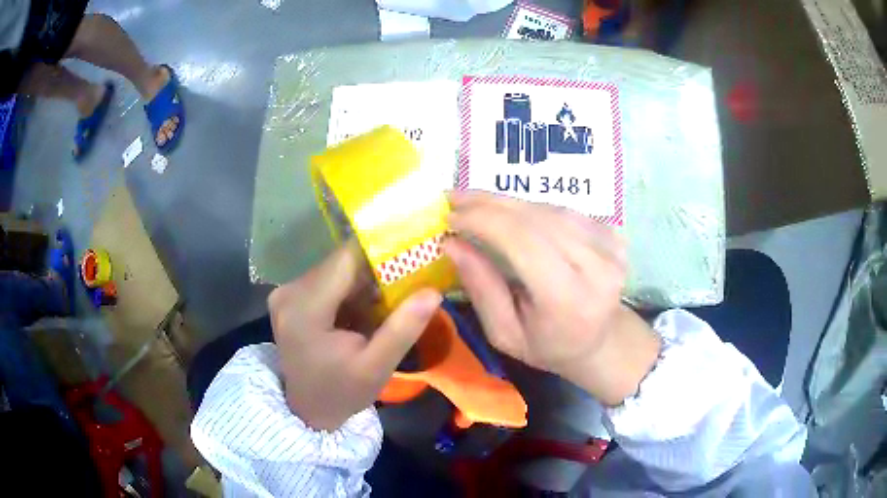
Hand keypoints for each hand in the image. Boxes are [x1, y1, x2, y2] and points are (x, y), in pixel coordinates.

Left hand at [268, 242, 441, 430]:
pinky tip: (365, 312)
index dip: (381, 252)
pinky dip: (351, 292)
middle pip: (341, 262)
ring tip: (389, 304)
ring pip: (337, 270)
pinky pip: (328, 281)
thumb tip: (433, 291)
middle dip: (376, 272)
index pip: (347, 258)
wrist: (307, 410)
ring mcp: (287, 292)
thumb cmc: (341, 393)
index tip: (413, 256)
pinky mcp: (290, 297)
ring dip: (364, 283)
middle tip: (409, 285)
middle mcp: (290, 290)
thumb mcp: (377, 368)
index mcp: (305, 307)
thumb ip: (403, 329)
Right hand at [444, 191, 659, 405]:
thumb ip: (482, 288)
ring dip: (510, 204)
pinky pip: (565, 211)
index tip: (450, 216)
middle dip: (490, 204)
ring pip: (551, 209)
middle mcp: (597, 268)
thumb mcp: (504, 334)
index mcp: (569, 300)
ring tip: (479, 204)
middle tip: (455, 198)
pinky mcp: (615, 236)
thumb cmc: (547, 346)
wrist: (599, 342)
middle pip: (537, 219)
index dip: (484, 221)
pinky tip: (514, 214)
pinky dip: (534, 208)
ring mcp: (611, 249)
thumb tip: (451, 243)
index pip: (523, 242)